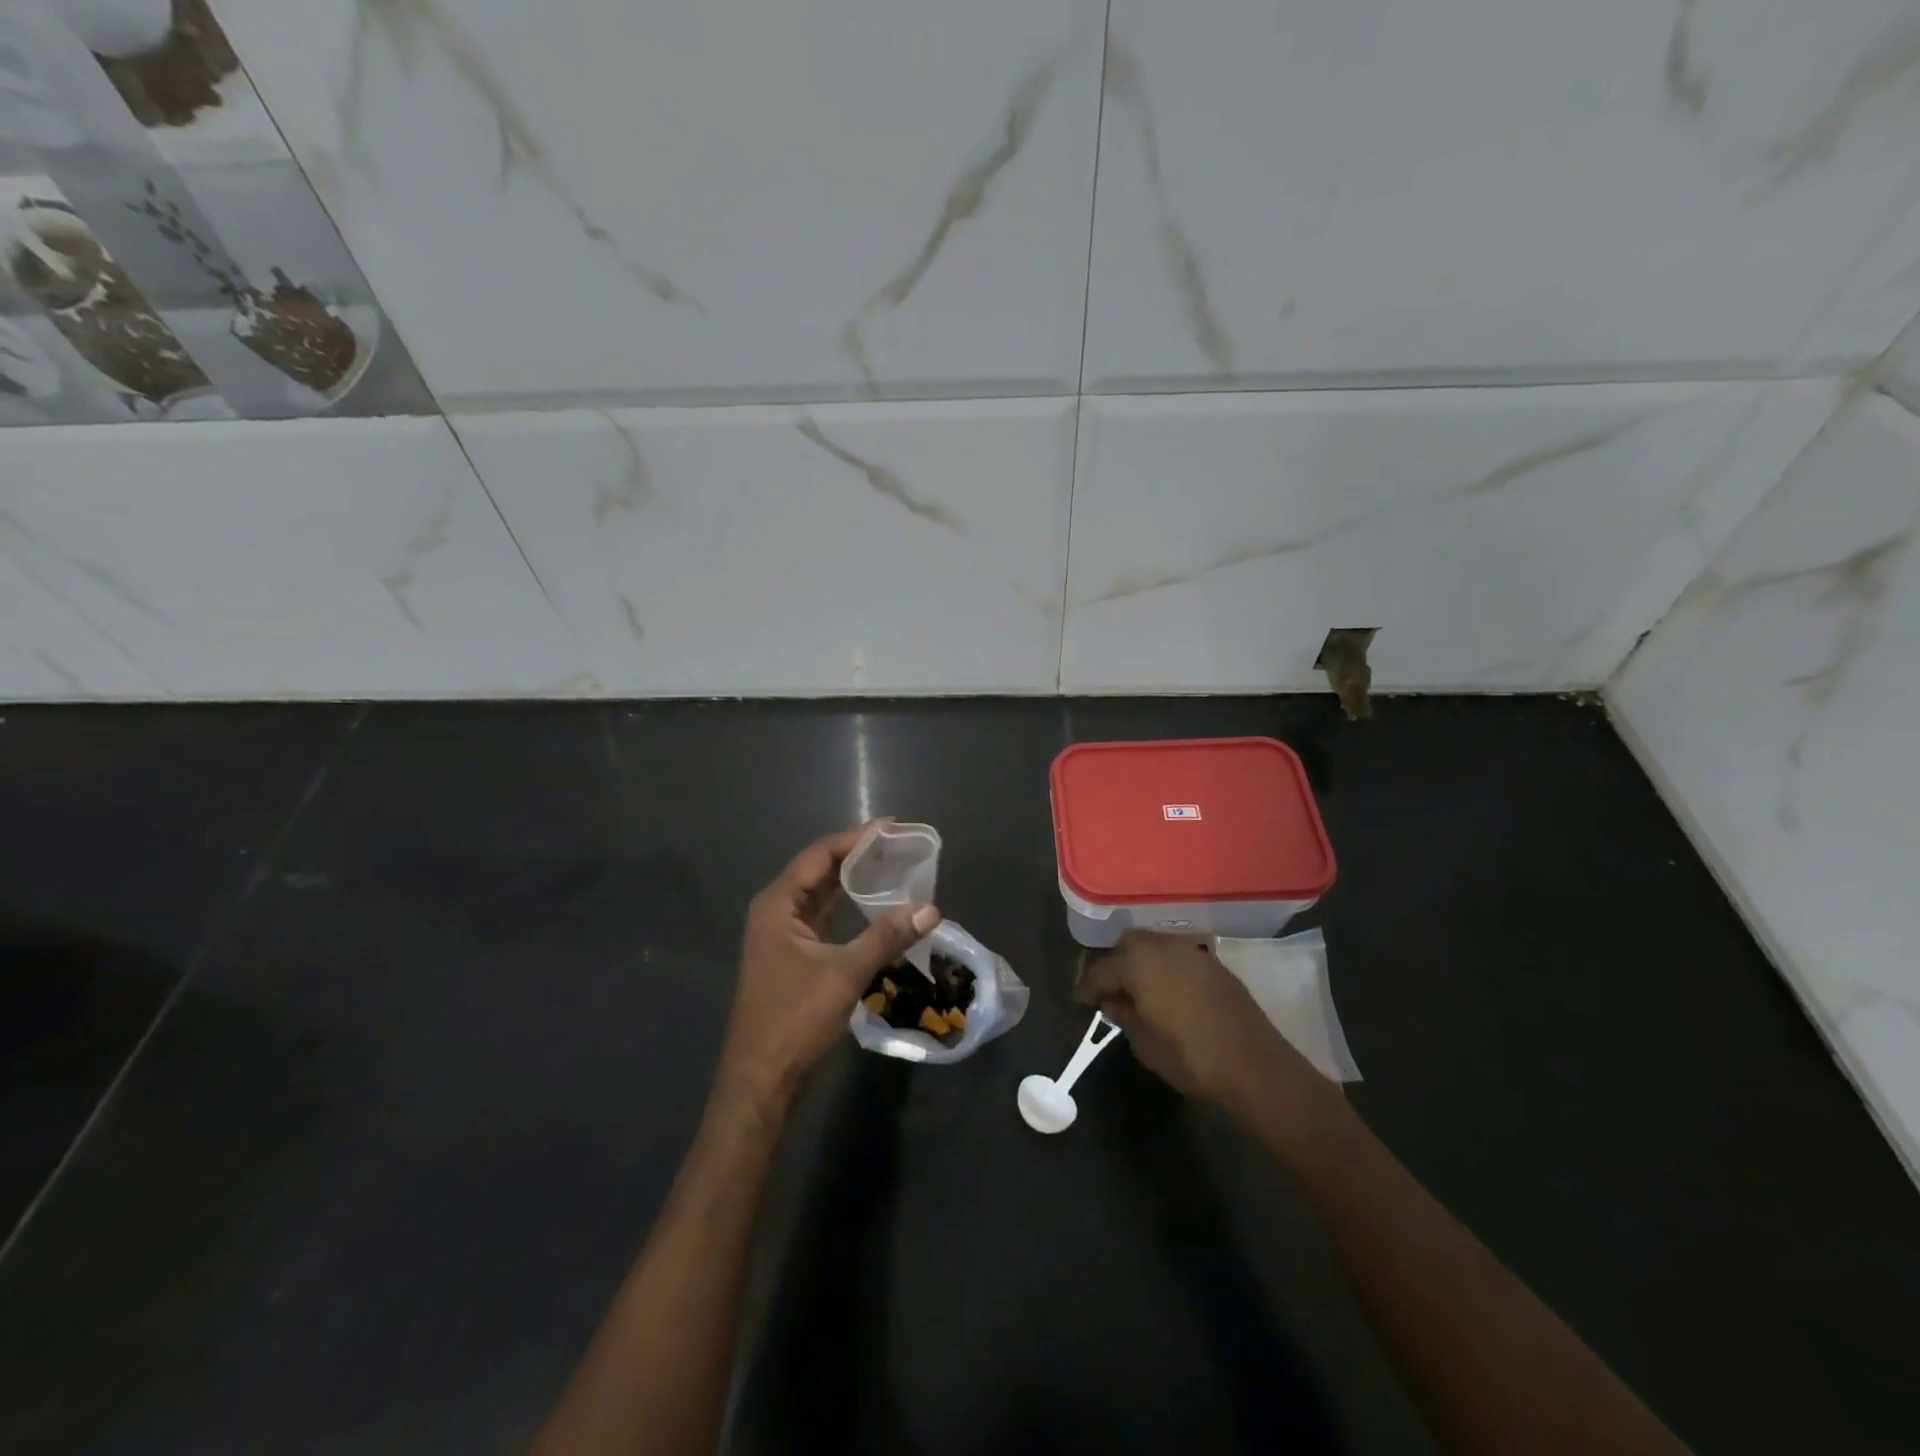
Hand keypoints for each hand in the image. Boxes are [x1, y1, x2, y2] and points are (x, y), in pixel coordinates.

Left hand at [717, 824, 939, 1111]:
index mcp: (778, 904)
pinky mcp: (792, 955)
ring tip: (893, 866)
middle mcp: (776, 911)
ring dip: (853, 880)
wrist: (761, 1079)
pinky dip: (848, 907)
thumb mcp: (845, 974)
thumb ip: (887, 937)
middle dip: (858, 855)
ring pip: (822, 894)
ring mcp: (782, 934)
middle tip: (899, 844)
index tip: (893, 828)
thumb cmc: (795, 1019)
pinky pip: (823, 917)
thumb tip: (931, 908)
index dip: (856, 838)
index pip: (820, 855)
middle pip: (819, 870)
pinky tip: (874, 906)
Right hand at [1075, 931, 1325, 1114]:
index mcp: (1137, 961)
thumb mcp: (1143, 1042)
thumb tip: (1112, 1001)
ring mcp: (1191, 951)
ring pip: (1153, 947)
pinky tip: (1166, 993)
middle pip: (1126, 945)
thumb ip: (1122, 1015)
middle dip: (1113, 965)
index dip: (1087, 987)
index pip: (1100, 969)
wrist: (1254, 1065)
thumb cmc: (1189, 1056)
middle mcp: (1162, 945)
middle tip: (1108, 991)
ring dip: (1140, 964)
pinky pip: (1177, 957)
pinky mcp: (1213, 963)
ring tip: (1137, 992)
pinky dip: (1165, 969)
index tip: (1081, 1003)